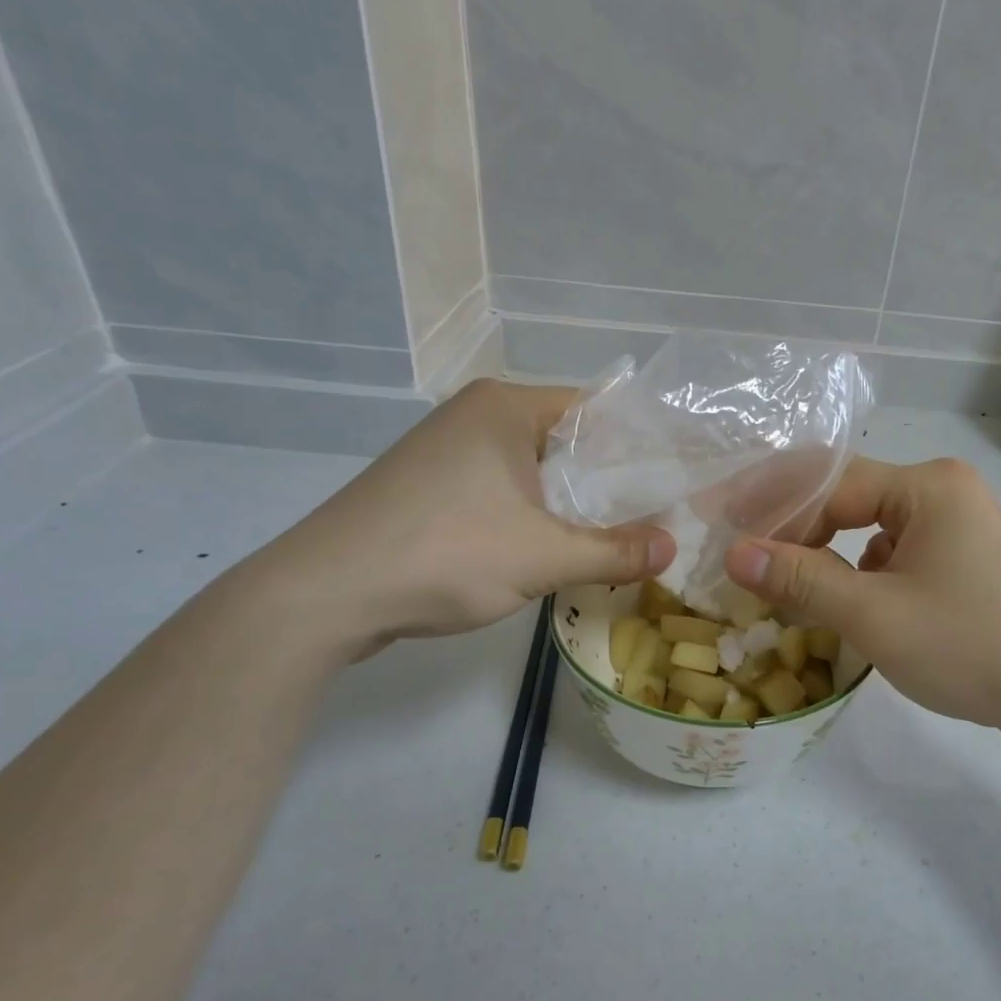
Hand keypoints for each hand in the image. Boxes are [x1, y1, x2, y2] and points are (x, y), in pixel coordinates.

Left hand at [242, 380, 673, 656]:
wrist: (326, 593)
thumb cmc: (445, 553)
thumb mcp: (544, 555)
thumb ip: (615, 551)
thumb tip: (672, 549)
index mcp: (506, 407)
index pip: (595, 409)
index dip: (639, 444)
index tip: (674, 478)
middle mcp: (476, 416)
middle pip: (566, 440)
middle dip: (609, 480)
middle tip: (656, 515)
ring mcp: (446, 450)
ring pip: (533, 470)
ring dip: (571, 503)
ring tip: (616, 536)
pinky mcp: (429, 487)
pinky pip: (502, 490)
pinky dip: (533, 514)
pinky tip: (552, 548)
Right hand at [724, 457, 1000, 734]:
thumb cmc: (969, 646)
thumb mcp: (874, 615)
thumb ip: (801, 579)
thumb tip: (734, 553)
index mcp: (926, 486)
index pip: (829, 484)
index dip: (770, 506)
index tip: (720, 527)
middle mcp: (942, 492)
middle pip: (847, 500)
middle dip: (793, 529)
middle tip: (743, 557)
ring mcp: (956, 526)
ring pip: (867, 530)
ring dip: (824, 555)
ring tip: (783, 585)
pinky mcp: (961, 560)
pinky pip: (893, 554)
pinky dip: (857, 574)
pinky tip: (841, 603)